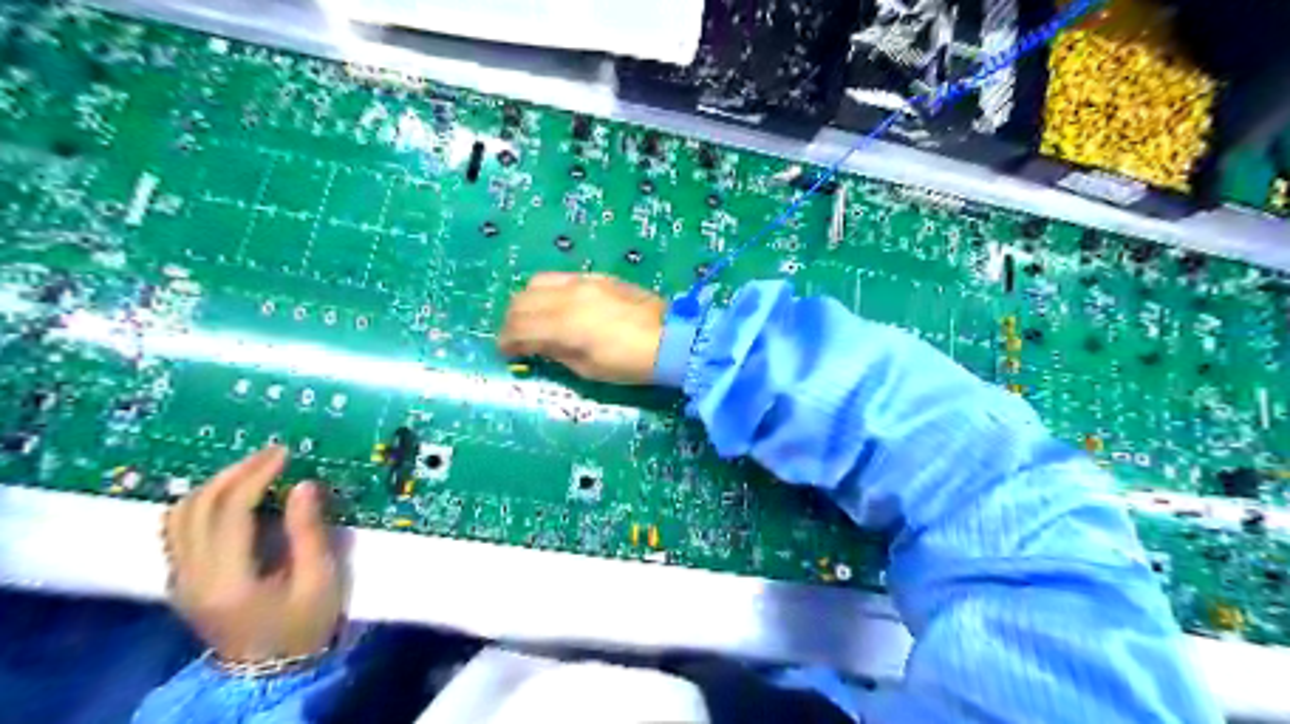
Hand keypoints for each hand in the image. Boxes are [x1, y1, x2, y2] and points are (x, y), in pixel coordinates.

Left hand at [161, 447, 341, 660]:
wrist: (269, 673)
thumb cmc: (303, 626)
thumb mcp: (319, 580)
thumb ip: (308, 532)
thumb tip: (304, 485)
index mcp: (226, 579)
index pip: (229, 511)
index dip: (255, 476)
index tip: (285, 454)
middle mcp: (191, 576)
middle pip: (196, 507)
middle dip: (234, 472)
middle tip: (272, 454)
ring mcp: (179, 579)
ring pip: (179, 515)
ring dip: (214, 484)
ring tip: (253, 469)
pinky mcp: (181, 580)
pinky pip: (179, 529)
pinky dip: (203, 503)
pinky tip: (232, 495)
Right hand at [498, 271, 663, 384]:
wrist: (670, 338)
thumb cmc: (629, 363)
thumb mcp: (588, 369)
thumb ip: (557, 353)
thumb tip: (537, 346)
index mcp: (563, 325)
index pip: (519, 327)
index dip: (506, 341)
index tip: (506, 352)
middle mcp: (566, 297)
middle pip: (521, 301)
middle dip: (511, 321)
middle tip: (516, 338)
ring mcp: (582, 282)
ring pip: (537, 283)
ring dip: (527, 302)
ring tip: (533, 319)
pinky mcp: (596, 277)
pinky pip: (560, 277)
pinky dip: (547, 291)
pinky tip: (556, 305)